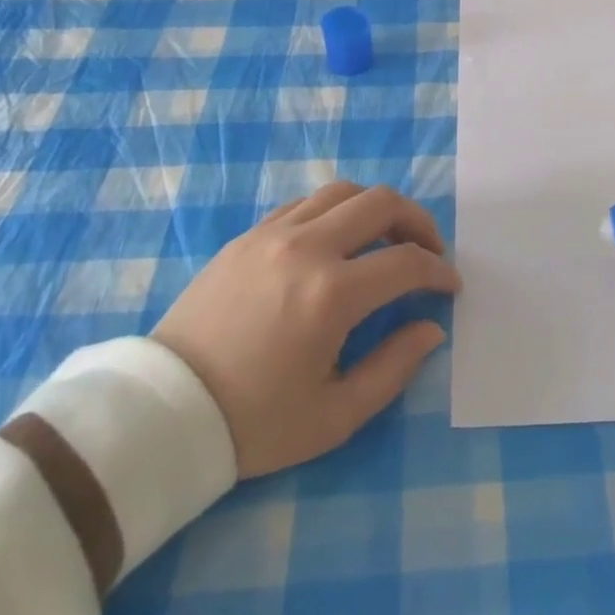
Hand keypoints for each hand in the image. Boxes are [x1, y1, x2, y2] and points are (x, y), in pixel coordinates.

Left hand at [153, 181, 460, 477]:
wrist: (165, 413)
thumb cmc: (254, 422)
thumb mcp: (335, 415)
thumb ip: (394, 368)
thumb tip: (431, 329)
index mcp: (332, 294)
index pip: (407, 262)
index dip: (438, 272)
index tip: (450, 287)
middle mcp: (307, 247)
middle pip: (381, 202)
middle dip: (418, 222)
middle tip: (428, 251)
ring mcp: (273, 234)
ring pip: (343, 191)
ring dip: (376, 208)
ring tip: (385, 239)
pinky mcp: (247, 235)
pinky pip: (305, 203)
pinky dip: (334, 211)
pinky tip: (336, 242)